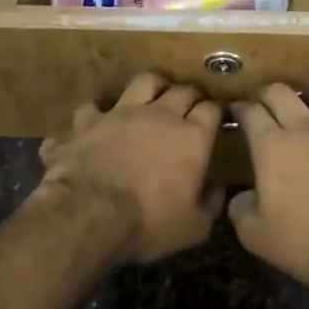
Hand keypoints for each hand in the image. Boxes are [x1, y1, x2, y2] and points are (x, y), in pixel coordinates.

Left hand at [38, 74, 225, 264]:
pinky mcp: (89, 121)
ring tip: (154, 95)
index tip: (218, 117)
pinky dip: (98, 112)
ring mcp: (121, 113)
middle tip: (192, 105)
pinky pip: (93, 106)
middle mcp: (160, 115)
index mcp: (192, 138)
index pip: (212, 110)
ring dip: (153, 86)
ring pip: (144, 81)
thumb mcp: (193, 227)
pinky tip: (99, 119)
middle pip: (182, 90)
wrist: (90, 214)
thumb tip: (219, 189)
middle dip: (191, 95)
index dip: (217, 111)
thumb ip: (211, 204)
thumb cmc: (149, 223)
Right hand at [227, 81, 308, 286]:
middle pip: (284, 92)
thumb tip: (240, 196)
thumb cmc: (305, 240)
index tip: (237, 111)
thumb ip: (240, 209)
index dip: (240, 109)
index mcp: (274, 145)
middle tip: (269, 104)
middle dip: (271, 94)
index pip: (250, 112)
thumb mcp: (256, 235)